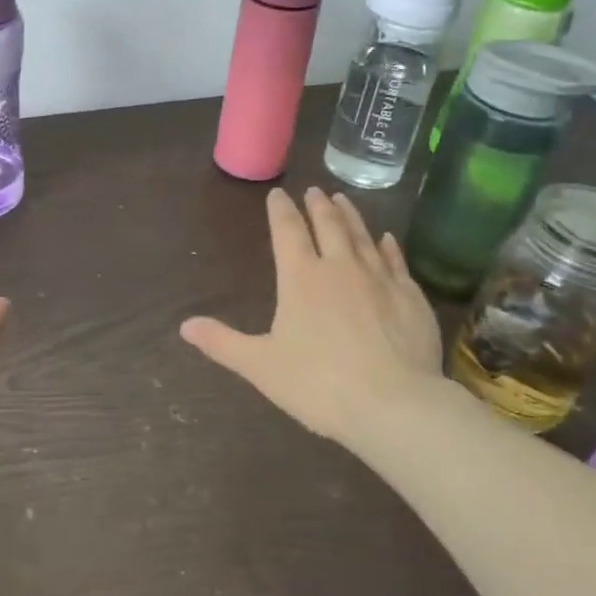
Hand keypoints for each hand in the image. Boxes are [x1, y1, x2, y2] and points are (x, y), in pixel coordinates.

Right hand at [180, 187, 443, 444]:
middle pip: (328, 224)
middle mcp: (340, 267)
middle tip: (314, 190)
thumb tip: (184, 325)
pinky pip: (396, 261)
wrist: (395, 405)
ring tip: (342, 199)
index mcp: (301, 277)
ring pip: (362, 236)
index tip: (277, 194)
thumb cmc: (319, 384)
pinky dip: (389, 246)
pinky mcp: (410, 296)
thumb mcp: (260, 366)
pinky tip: (387, 239)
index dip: (280, 210)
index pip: (287, 231)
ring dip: (350, 215)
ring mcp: (379, 278)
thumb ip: (222, 343)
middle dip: (317, 205)